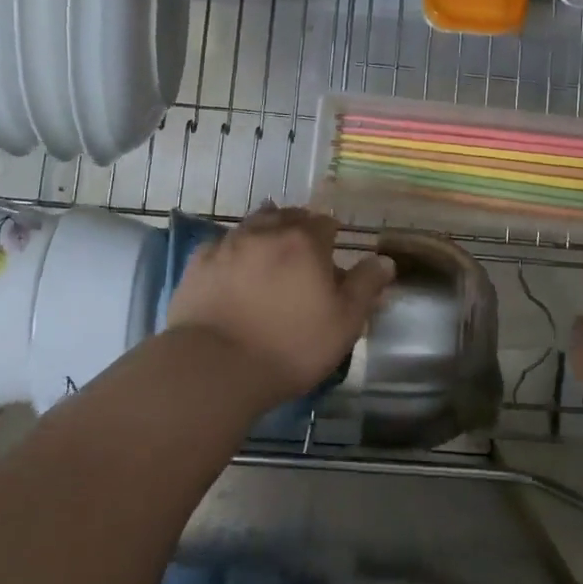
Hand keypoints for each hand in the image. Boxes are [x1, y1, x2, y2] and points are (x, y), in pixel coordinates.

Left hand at [165, 206, 394, 408]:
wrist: (213, 367)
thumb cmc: (289, 346)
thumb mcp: (344, 323)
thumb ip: (365, 286)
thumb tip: (385, 260)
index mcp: (305, 241)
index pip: (325, 223)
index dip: (332, 237)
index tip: (333, 257)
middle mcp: (266, 232)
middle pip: (287, 216)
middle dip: (298, 229)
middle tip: (303, 256)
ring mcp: (227, 244)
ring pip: (252, 225)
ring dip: (265, 234)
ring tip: (270, 256)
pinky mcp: (197, 264)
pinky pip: (221, 246)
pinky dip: (232, 252)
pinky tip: (232, 270)